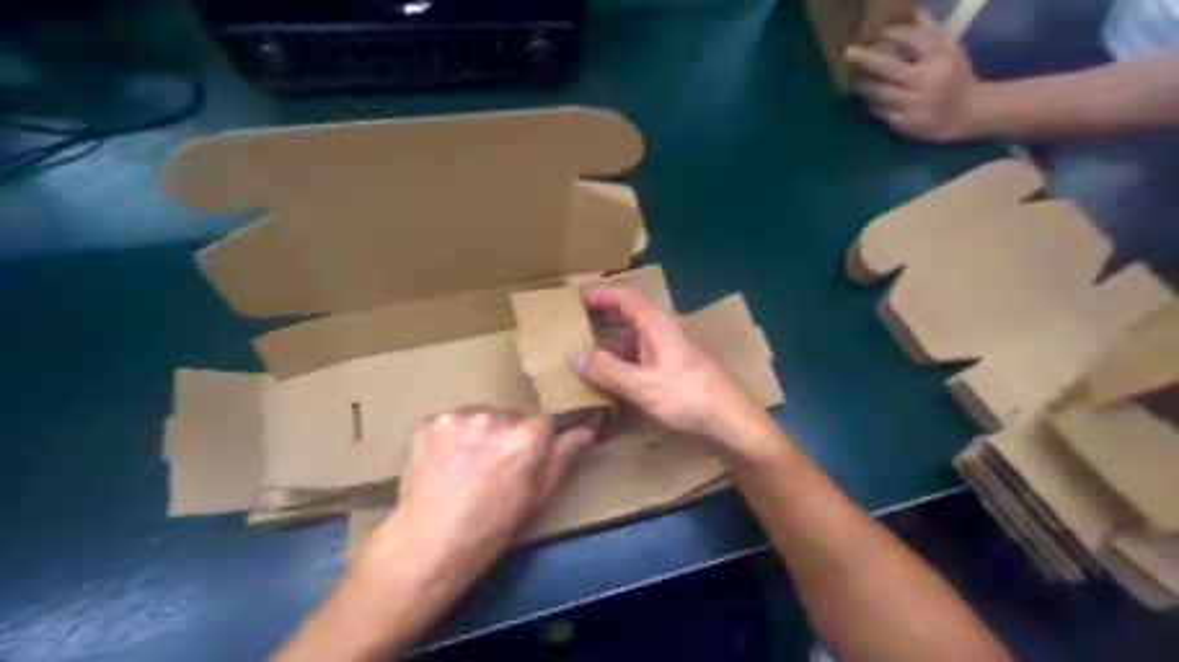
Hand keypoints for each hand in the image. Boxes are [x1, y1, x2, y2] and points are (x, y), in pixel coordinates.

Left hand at [364, 409, 593, 594]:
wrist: (426, 547)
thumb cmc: (490, 530)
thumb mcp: (536, 498)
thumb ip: (562, 458)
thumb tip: (586, 430)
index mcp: (525, 437)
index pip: (543, 419)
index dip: (535, 439)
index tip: (525, 459)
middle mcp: (493, 417)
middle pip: (509, 414)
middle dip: (507, 433)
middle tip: (493, 465)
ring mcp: (457, 417)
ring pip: (479, 416)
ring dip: (478, 432)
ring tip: (466, 464)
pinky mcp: (428, 422)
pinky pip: (450, 421)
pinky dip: (450, 436)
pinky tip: (444, 461)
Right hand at [573, 286, 779, 464]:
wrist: (734, 423)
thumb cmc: (689, 397)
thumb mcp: (643, 385)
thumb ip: (608, 370)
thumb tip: (575, 356)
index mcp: (658, 325)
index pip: (626, 298)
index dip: (600, 295)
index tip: (575, 299)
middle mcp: (665, 332)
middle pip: (630, 318)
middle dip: (602, 320)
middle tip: (574, 328)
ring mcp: (672, 353)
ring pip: (635, 342)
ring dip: (611, 346)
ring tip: (584, 357)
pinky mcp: (676, 372)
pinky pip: (643, 360)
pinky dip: (624, 365)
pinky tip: (610, 382)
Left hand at [844, 13, 986, 141]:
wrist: (969, 113)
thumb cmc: (956, 77)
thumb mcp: (950, 52)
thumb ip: (931, 34)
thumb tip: (914, 12)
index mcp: (941, 58)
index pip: (914, 40)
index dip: (894, 34)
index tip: (880, 32)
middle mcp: (927, 80)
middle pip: (889, 68)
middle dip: (867, 59)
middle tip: (849, 52)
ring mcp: (915, 104)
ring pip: (881, 92)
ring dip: (865, 84)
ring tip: (855, 78)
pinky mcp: (906, 123)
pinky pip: (882, 112)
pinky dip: (873, 104)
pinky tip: (869, 99)